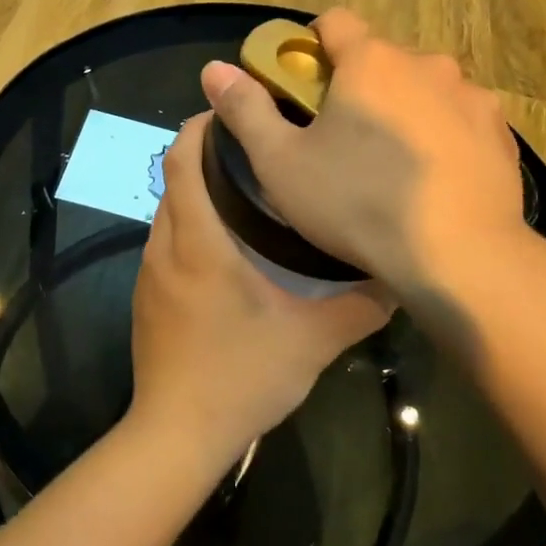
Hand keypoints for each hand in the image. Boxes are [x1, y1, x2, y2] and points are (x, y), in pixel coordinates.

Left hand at [130, 115, 390, 462]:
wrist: (178, 434)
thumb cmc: (241, 376)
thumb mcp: (313, 340)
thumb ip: (359, 306)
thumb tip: (398, 277)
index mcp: (198, 243)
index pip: (182, 162)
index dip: (199, 128)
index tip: (232, 112)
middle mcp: (165, 248)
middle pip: (172, 179)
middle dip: (203, 153)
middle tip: (254, 147)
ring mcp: (150, 274)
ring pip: (168, 211)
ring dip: (195, 190)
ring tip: (244, 188)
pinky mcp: (147, 298)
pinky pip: (165, 242)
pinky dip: (189, 223)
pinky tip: (225, 245)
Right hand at [200, 9, 529, 296]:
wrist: (461, 255)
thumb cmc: (358, 204)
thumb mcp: (281, 163)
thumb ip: (246, 110)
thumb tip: (214, 69)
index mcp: (371, 61)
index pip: (334, 21)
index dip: (311, 46)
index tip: (302, 87)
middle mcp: (426, 64)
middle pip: (380, 58)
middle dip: (358, 86)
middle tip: (340, 139)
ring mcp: (471, 96)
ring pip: (423, 88)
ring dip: (403, 109)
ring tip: (390, 165)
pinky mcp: (500, 132)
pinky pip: (458, 119)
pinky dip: (441, 136)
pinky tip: (432, 180)